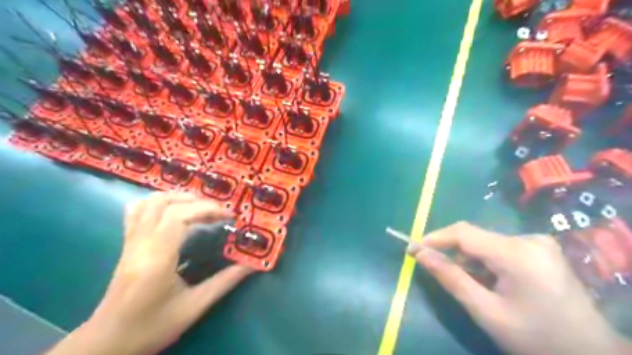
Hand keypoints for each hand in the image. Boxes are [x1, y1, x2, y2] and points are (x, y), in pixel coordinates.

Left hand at [47, 193, 253, 354]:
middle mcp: (141, 243)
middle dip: (198, 202)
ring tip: (200, 209)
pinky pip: (138, 211)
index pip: (180, 215)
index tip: (229, 216)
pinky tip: (174, 211)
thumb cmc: (152, 326)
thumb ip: (224, 282)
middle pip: (166, 203)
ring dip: (179, 198)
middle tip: (218, 214)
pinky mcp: (128, 243)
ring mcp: (131, 241)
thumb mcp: (194, 307)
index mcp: (157, 257)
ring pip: (150, 202)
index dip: (208, 209)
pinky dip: (158, 203)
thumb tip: (251, 266)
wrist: (108, 342)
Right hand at [410, 223, 631, 354]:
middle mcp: (529, 239)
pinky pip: (501, 247)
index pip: (464, 233)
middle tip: (438, 271)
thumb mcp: (486, 312)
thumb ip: (451, 278)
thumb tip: (420, 254)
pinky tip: (492, 282)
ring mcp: (538, 242)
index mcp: (518, 254)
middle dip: (453, 253)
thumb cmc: (536, 339)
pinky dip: (487, 261)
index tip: (412, 249)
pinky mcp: (541, 249)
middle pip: (475, 238)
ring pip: (486, 243)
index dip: (434, 238)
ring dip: (471, 260)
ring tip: (473, 286)